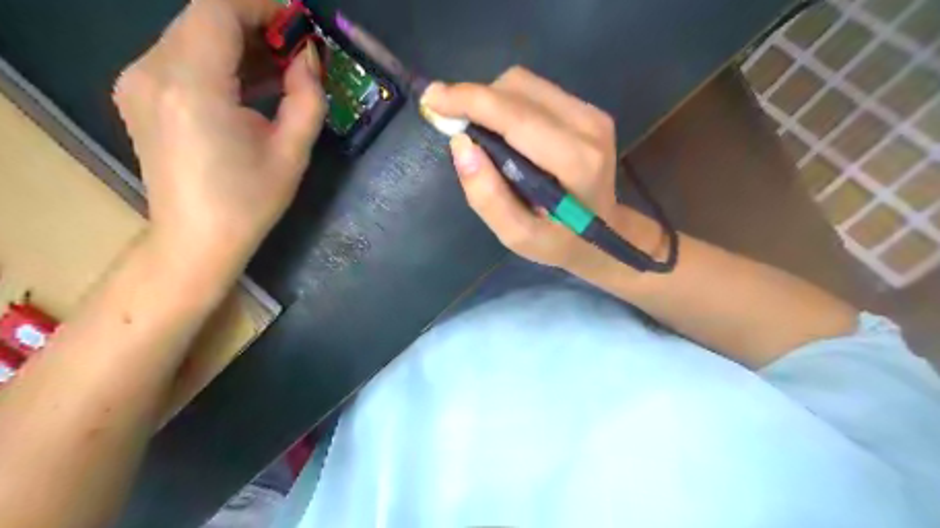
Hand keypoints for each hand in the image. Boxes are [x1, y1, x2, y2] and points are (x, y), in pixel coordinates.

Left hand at [110, 0, 327, 268]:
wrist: (196, 239)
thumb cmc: (249, 202)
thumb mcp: (292, 153)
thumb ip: (308, 98)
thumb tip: (309, 58)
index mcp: (192, 87)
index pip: (217, 10)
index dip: (261, 6)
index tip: (299, 23)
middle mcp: (152, 72)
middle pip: (202, 18)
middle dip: (254, 24)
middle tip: (296, 50)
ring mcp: (137, 81)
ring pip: (191, 35)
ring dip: (238, 43)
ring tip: (280, 69)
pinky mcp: (138, 93)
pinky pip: (180, 57)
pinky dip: (218, 60)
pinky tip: (249, 84)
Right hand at [422, 67, 621, 269]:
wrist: (606, 233)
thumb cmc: (560, 241)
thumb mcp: (519, 237)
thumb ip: (488, 197)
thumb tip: (460, 144)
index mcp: (576, 162)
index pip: (515, 116)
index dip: (470, 100)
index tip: (432, 100)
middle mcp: (588, 127)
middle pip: (517, 89)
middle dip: (475, 100)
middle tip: (451, 123)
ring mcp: (592, 114)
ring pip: (525, 84)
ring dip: (491, 101)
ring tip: (480, 134)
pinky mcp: (589, 110)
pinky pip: (535, 91)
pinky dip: (508, 104)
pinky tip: (504, 132)